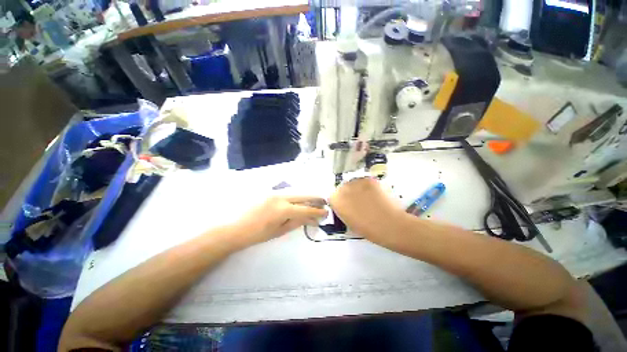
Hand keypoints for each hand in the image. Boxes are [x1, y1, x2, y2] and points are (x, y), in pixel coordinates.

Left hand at [230, 196, 327, 249]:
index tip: (326, 212)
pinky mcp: (270, 192)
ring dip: (306, 196)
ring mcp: (275, 192)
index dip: (317, 211)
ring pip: (296, 192)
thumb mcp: (279, 231)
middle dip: (315, 198)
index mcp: (283, 209)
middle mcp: (281, 197)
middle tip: (324, 201)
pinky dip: (296, 196)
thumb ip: (297, 222)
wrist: (235, 228)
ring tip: (314, 201)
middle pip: (303, 195)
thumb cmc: (257, 234)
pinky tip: (300, 200)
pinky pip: (287, 192)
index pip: (305, 209)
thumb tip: (311, 219)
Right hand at [330, 178, 404, 242]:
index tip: (347, 206)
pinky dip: (370, 187)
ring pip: (355, 183)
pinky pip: (366, 181)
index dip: (340, 201)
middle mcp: (343, 187)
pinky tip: (376, 195)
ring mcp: (356, 181)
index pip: (333, 196)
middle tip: (359, 202)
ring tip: (369, 198)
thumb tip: (346, 206)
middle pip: (343, 187)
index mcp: (335, 200)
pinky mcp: (369, 179)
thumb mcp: (349, 222)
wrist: (388, 224)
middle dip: (349, 193)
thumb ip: (343, 210)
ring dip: (359, 189)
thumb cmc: (367, 229)